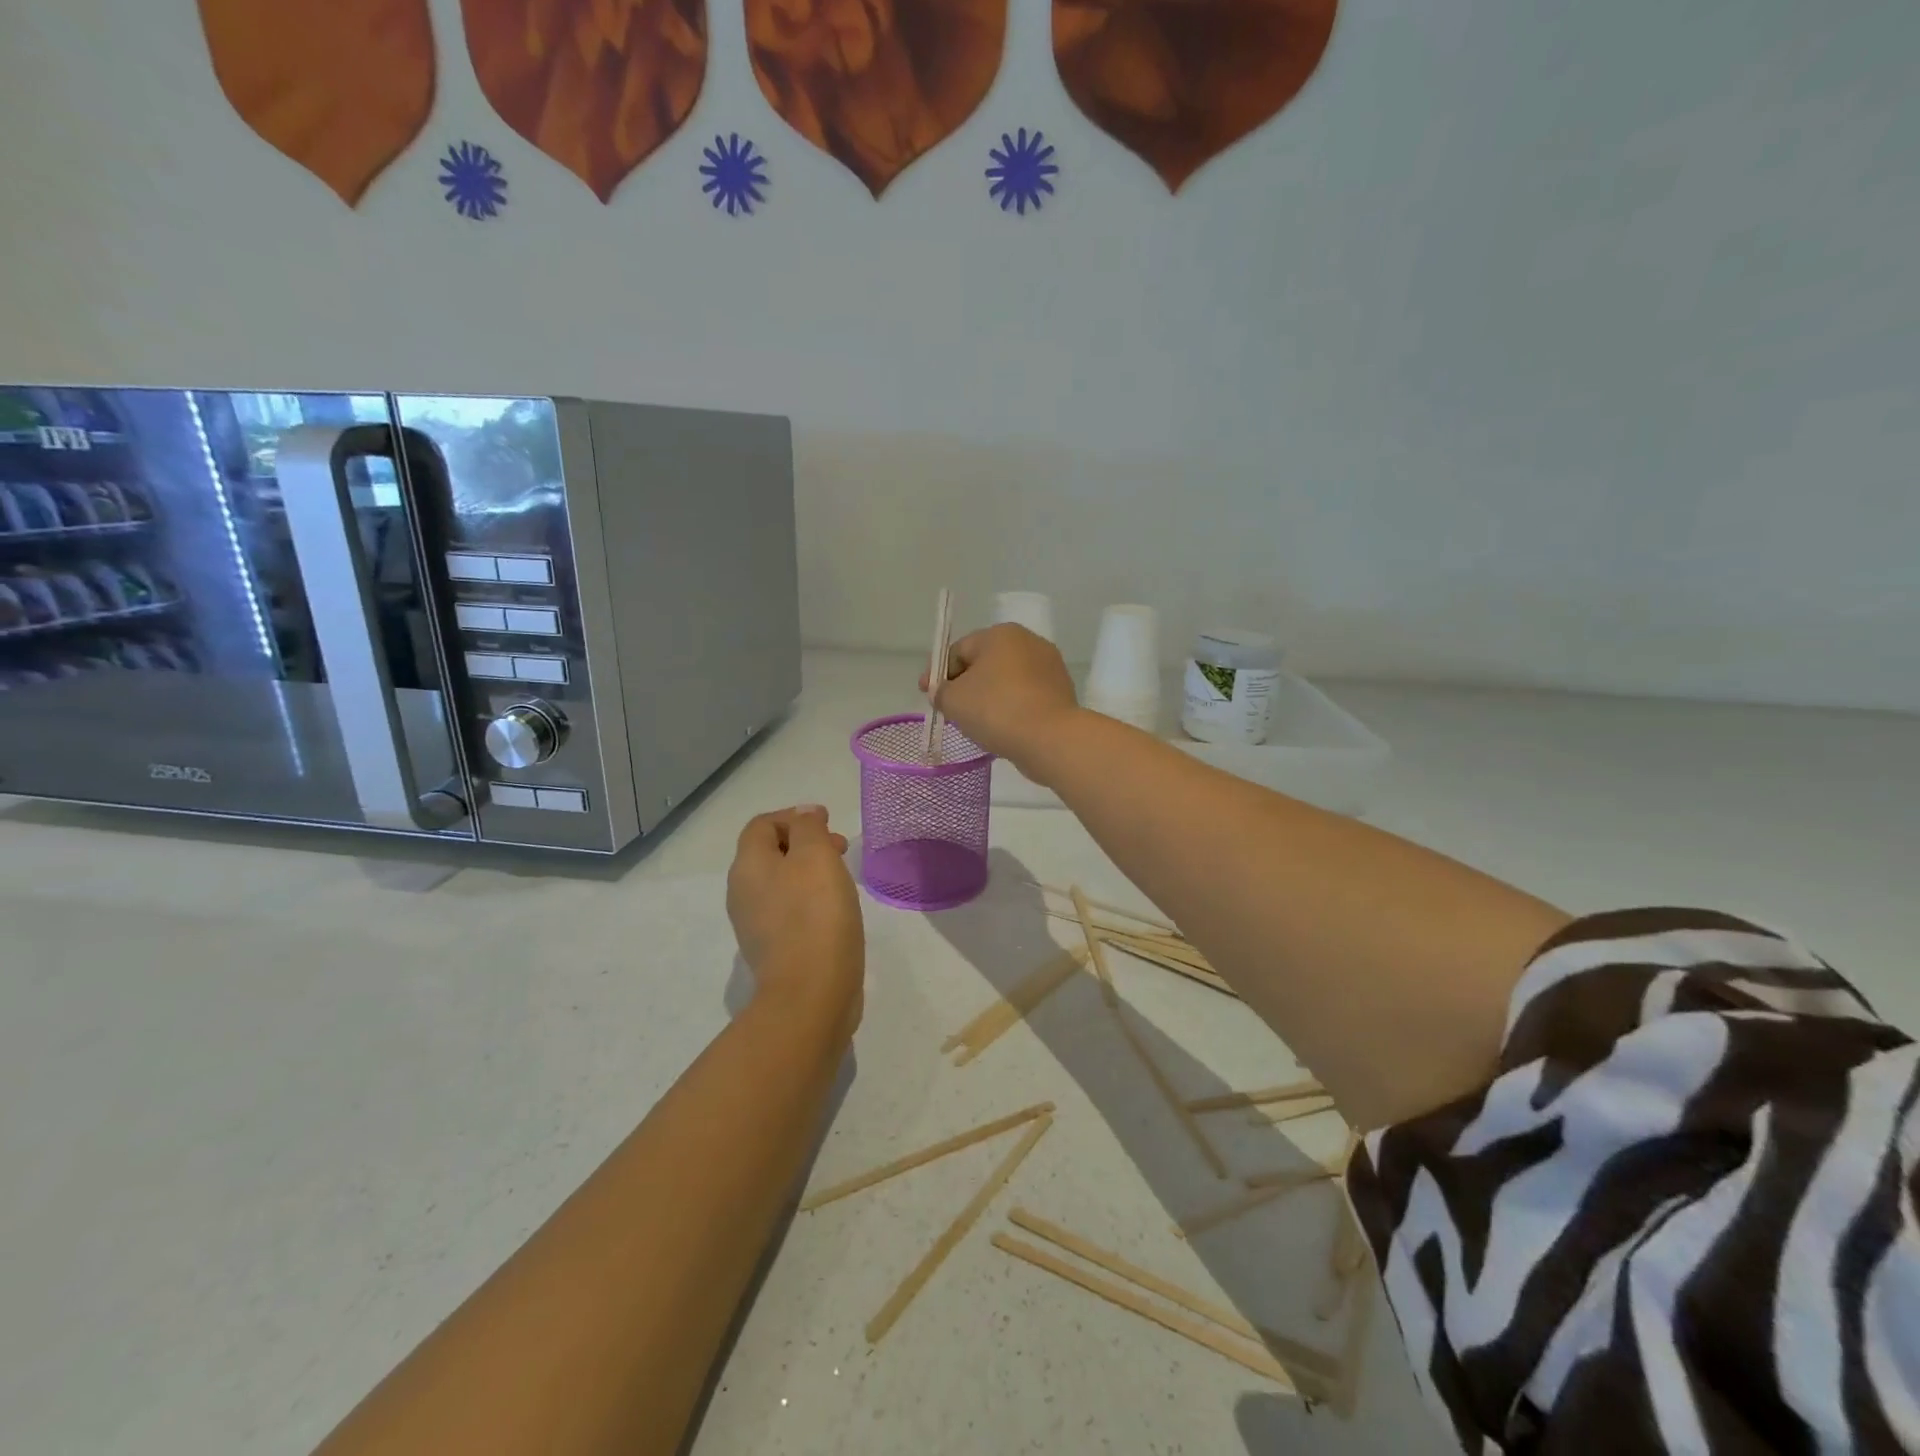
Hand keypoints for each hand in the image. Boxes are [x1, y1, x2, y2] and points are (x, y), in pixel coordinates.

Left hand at [726, 806, 864, 1034]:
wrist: (810, 994)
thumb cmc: (815, 915)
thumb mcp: (815, 855)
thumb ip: (808, 827)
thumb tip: (803, 815)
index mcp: (747, 866)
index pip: (762, 825)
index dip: (794, 816)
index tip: (828, 823)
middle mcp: (743, 893)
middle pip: (770, 853)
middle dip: (806, 843)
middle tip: (840, 850)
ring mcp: (755, 925)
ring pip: (781, 883)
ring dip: (810, 872)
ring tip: (842, 880)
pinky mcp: (774, 950)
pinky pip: (789, 911)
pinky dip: (810, 900)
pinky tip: (835, 911)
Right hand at [920, 624, 1079, 778]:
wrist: (1050, 738)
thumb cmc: (996, 710)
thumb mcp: (953, 700)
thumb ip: (940, 691)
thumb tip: (943, 691)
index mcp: (1000, 634)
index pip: (958, 650)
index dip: (939, 674)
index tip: (929, 696)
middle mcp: (1028, 641)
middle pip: (984, 663)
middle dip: (965, 685)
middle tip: (951, 710)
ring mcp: (1050, 666)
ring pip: (1007, 681)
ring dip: (989, 697)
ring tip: (977, 723)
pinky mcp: (1061, 691)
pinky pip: (1025, 697)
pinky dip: (1011, 708)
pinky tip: (1003, 728)